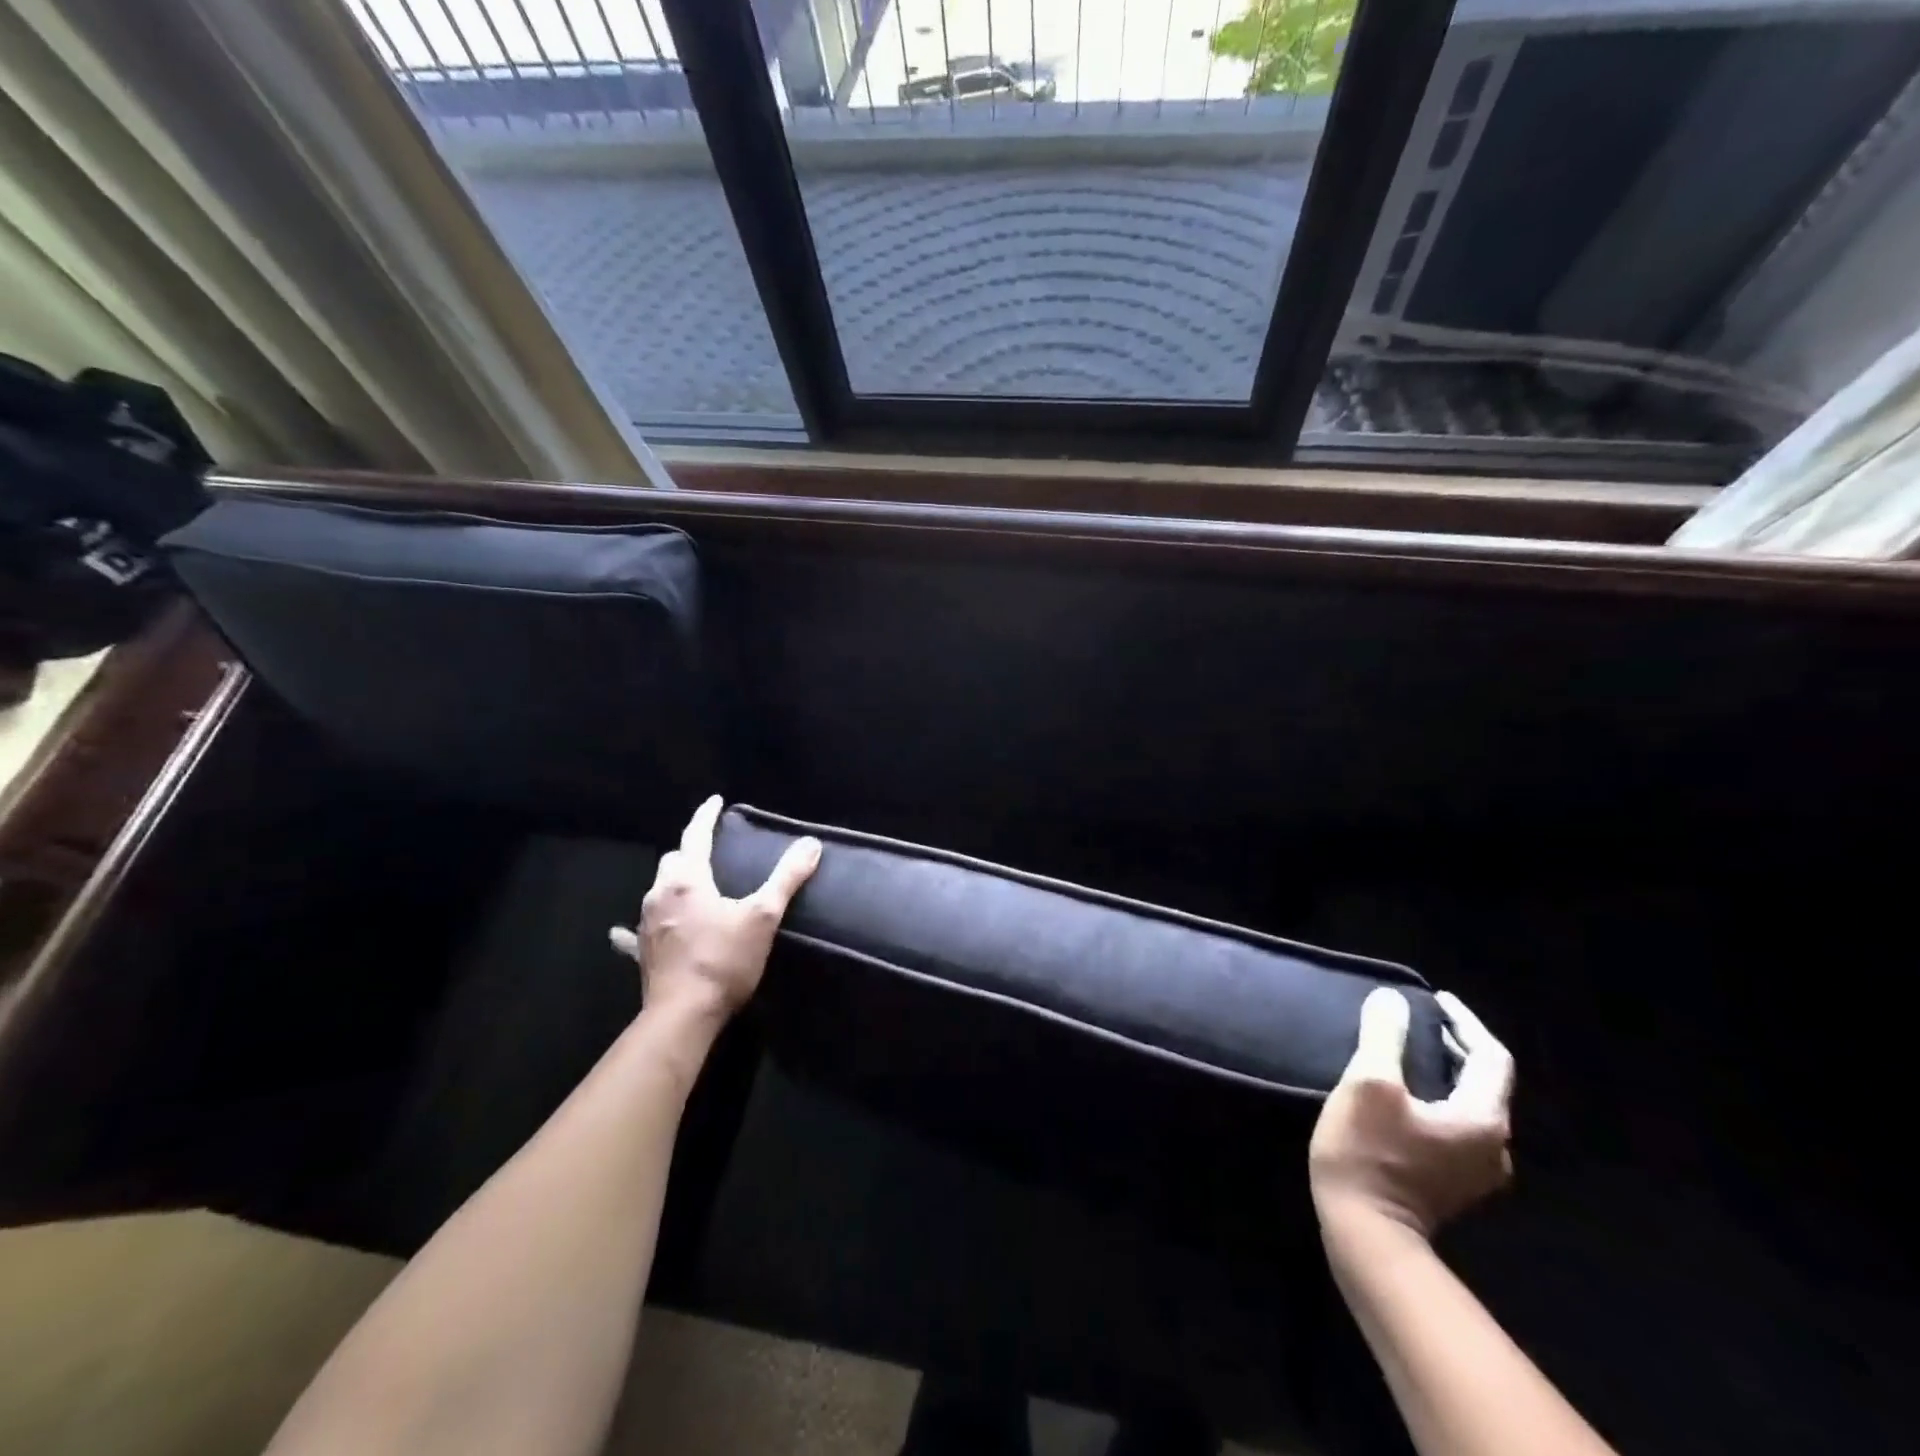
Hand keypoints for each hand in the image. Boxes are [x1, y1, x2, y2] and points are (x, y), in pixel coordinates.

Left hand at [608, 796, 820, 1025]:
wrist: (683, 1015)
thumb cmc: (724, 959)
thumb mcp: (763, 916)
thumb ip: (787, 877)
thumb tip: (810, 843)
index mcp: (687, 880)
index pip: (695, 836)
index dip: (706, 817)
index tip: (715, 801)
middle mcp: (660, 894)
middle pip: (672, 860)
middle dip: (689, 851)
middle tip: (709, 850)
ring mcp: (646, 924)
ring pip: (657, 890)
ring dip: (673, 882)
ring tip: (689, 883)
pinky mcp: (641, 953)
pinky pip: (636, 933)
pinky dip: (639, 926)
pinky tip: (626, 931)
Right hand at [1309, 989, 1513, 1240]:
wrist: (1366, 1233)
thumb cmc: (1369, 1153)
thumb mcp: (1369, 1083)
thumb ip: (1384, 1036)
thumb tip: (1392, 1000)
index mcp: (1482, 1119)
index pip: (1490, 1057)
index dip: (1465, 1022)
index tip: (1435, 999)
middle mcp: (1493, 1146)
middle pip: (1484, 1082)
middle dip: (1455, 1045)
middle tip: (1418, 1020)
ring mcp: (1476, 1170)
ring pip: (1469, 1105)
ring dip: (1445, 1072)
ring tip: (1410, 1049)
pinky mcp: (1453, 1183)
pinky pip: (1456, 1125)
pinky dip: (1438, 1098)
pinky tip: (1407, 1094)